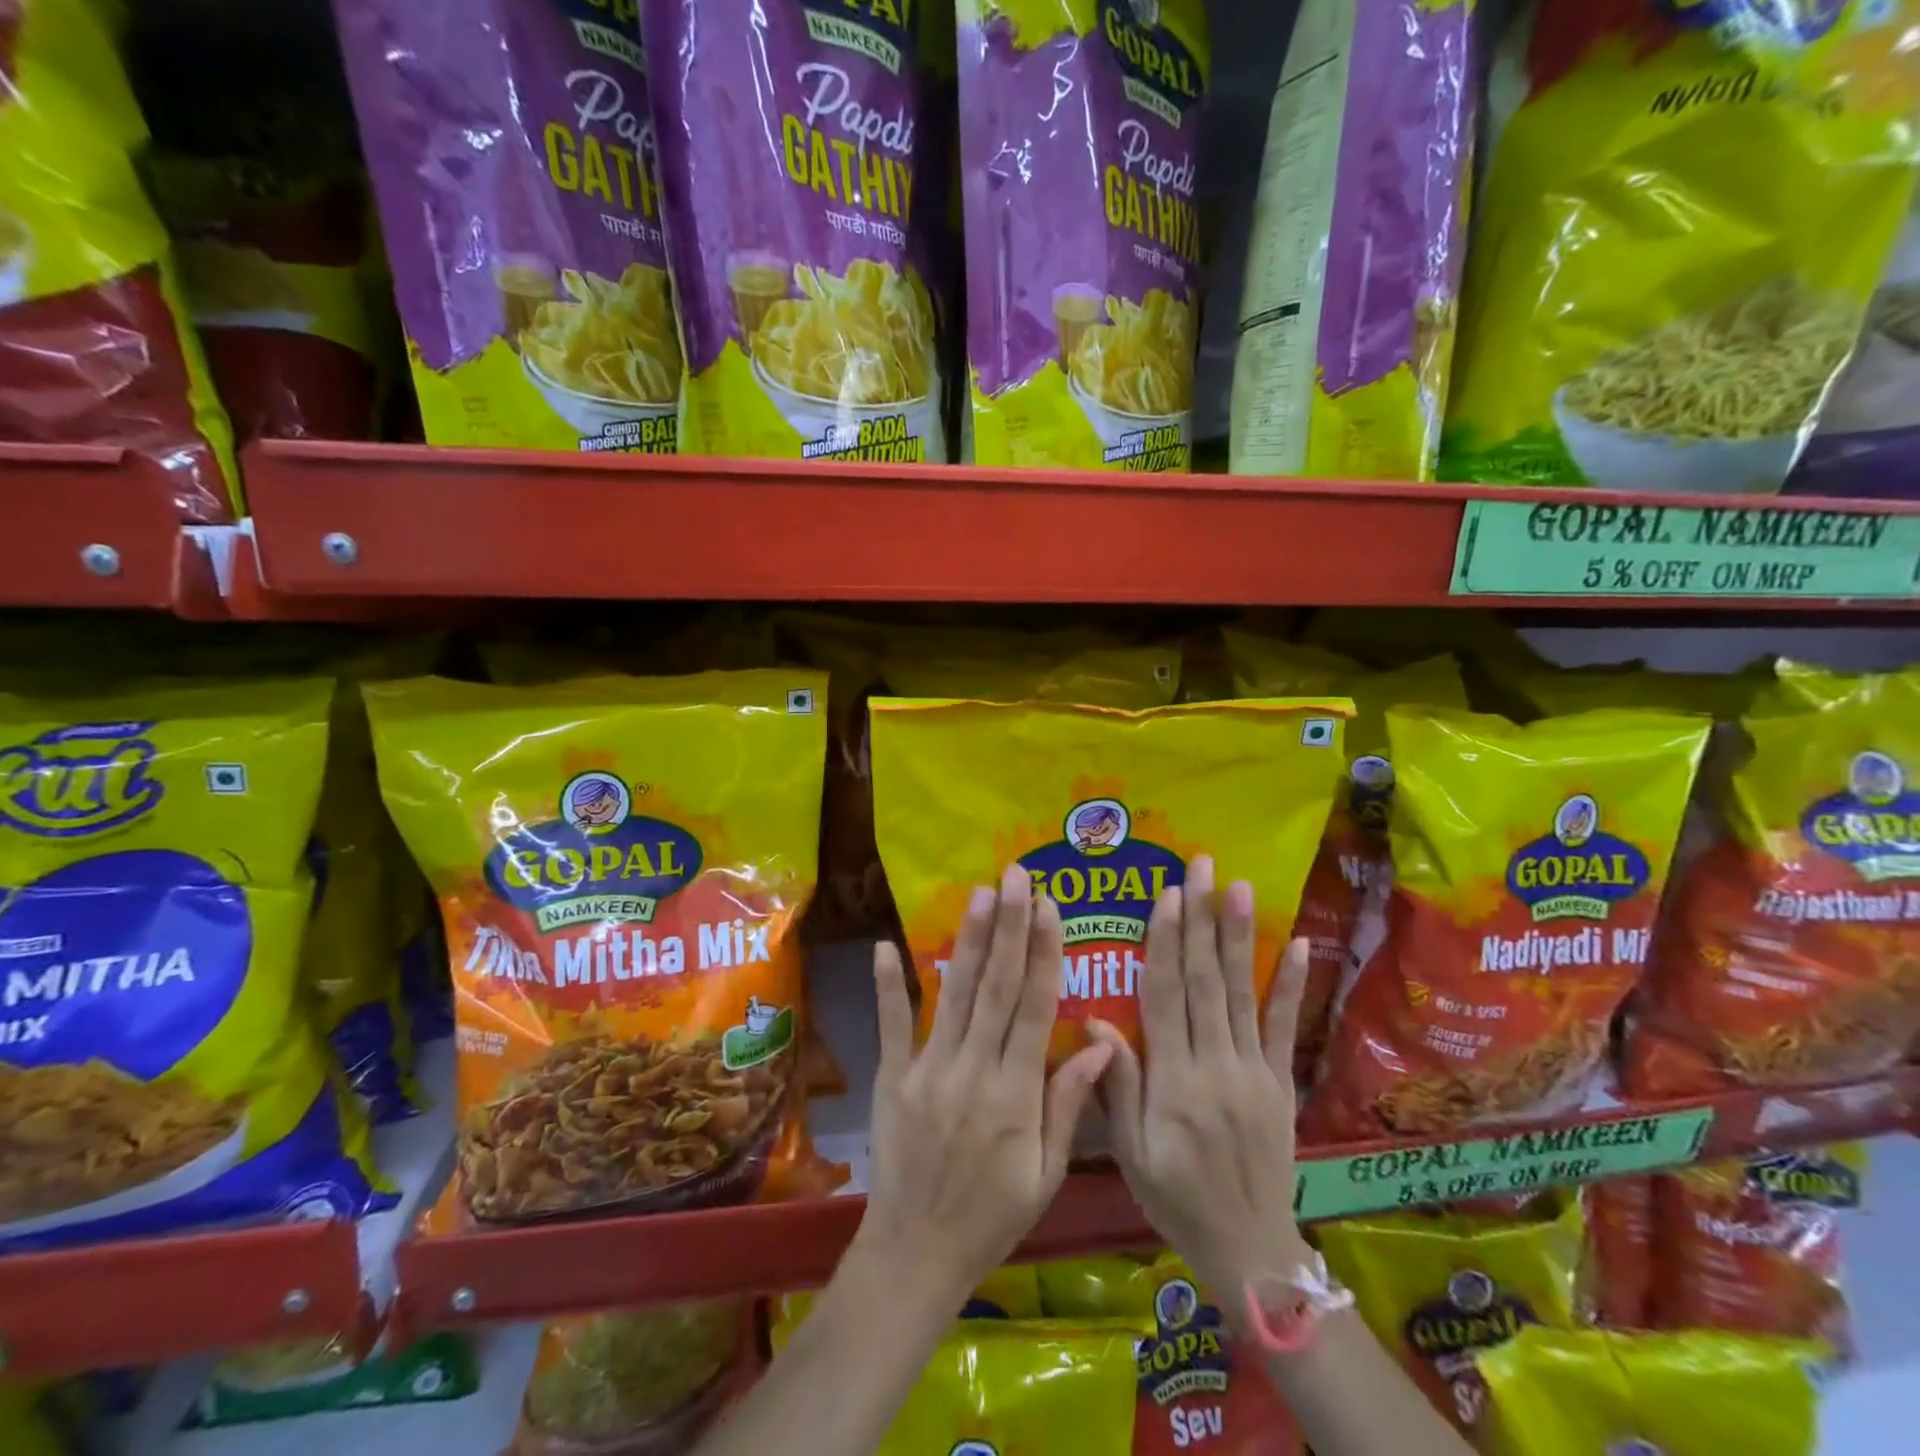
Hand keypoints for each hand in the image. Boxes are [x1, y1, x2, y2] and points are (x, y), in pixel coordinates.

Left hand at [856, 863, 1112, 1310]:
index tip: (1050, 907)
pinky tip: (885, 945)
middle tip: (1015, 877)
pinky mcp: (892, 1077)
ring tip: (980, 894)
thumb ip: (1068, 1104)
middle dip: (1009, 927)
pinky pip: (891, 1025)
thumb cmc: (992, 1216)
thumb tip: (1102, 1045)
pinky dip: (888, 985)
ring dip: (968, 941)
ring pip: (953, 994)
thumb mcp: (1046, 1173)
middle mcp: (973, 1069)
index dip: (1043, 953)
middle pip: (996, 986)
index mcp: (1015, 1093)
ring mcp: (928, 1069)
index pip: (1034, 1008)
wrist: (917, 1252)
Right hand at [1092, 855, 1313, 1304]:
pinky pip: (1286, 1028)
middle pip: (1206, 980)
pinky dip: (1291, 985)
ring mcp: (1254, 1070)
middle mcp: (1216, 1064)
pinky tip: (1298, 945)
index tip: (1166, 894)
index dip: (1166, 942)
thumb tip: (1092, 1022)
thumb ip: (1115, 1086)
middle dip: (1201, 918)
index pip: (1167, 996)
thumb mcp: (1131, 1154)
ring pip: (1242, 992)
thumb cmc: (1176, 1198)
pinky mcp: (1281, 1082)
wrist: (1250, 1249)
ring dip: (1239, 936)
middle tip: (1201, 867)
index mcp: (1174, 1080)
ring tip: (1238, 886)